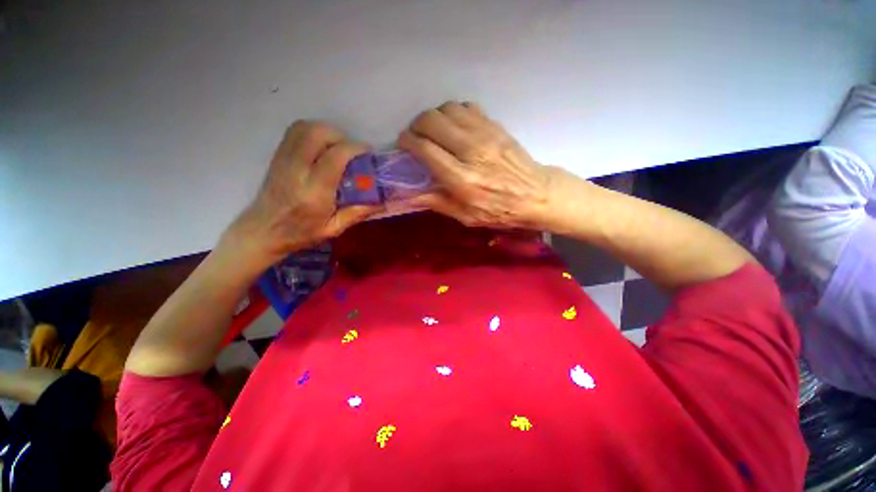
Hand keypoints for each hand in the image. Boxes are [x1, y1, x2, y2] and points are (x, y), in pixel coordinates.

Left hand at [223, 121, 380, 264]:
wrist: (262, 231)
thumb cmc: (300, 233)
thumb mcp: (334, 229)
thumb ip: (357, 213)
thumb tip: (381, 201)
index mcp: (315, 191)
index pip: (335, 156)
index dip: (355, 148)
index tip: (367, 153)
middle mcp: (297, 170)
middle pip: (317, 133)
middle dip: (340, 136)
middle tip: (351, 150)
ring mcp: (284, 160)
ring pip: (304, 128)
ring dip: (326, 131)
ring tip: (337, 147)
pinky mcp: (277, 156)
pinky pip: (294, 132)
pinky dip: (312, 132)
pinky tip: (321, 147)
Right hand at [398, 101, 554, 228]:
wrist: (537, 194)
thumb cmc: (500, 211)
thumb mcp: (467, 216)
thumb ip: (437, 202)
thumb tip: (409, 194)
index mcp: (462, 179)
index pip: (425, 149)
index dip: (408, 142)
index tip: (404, 145)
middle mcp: (471, 151)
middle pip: (432, 121)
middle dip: (417, 126)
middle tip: (417, 137)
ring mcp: (485, 134)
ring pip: (447, 109)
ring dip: (435, 118)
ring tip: (434, 132)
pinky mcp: (495, 126)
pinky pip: (466, 107)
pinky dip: (454, 114)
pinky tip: (455, 128)